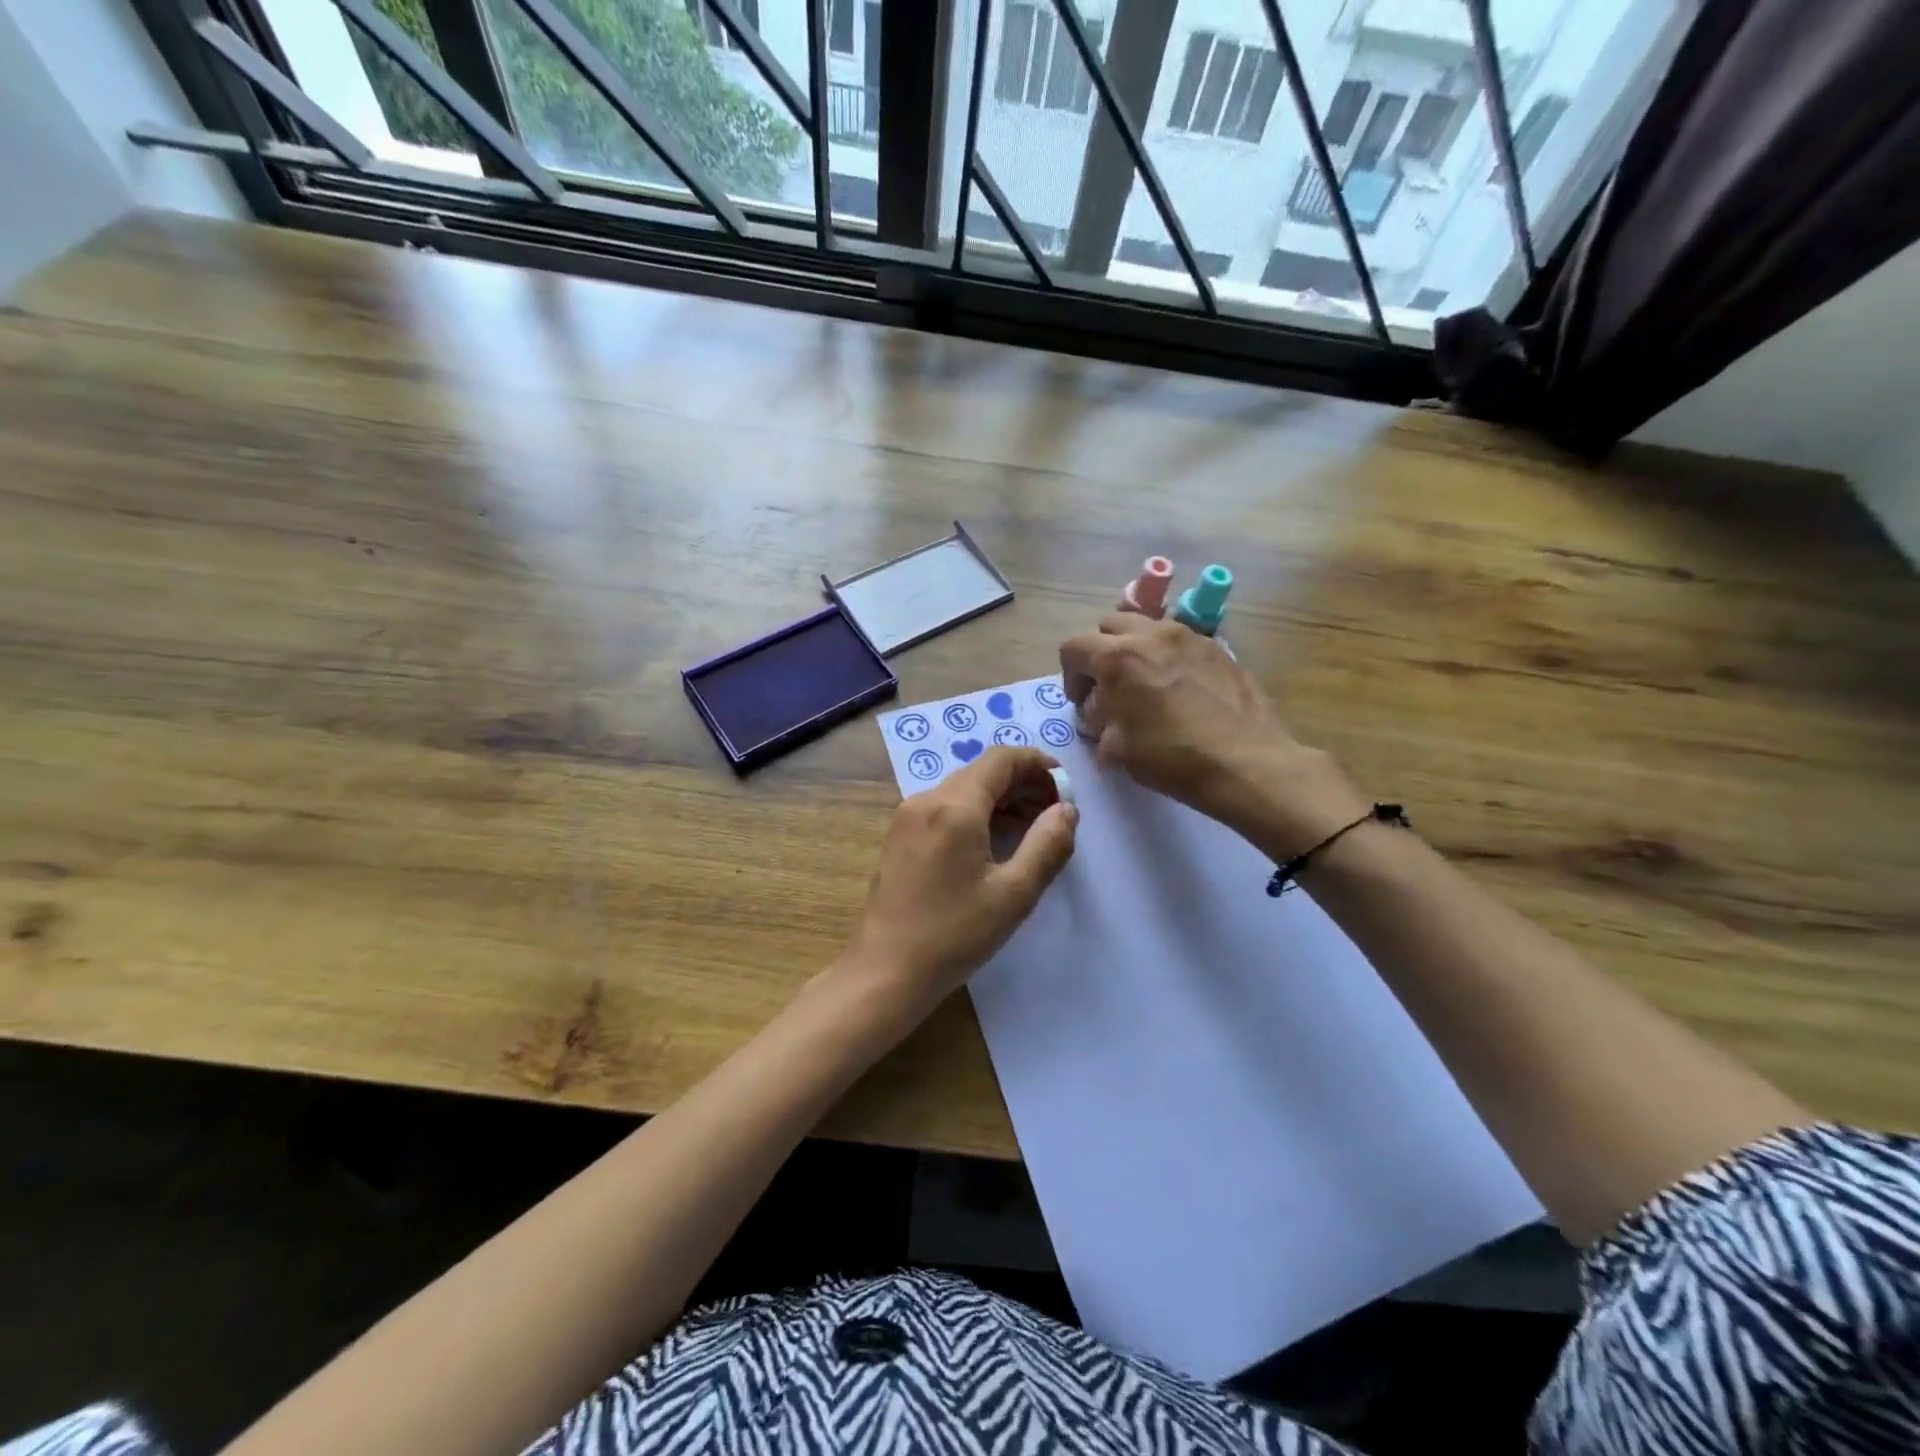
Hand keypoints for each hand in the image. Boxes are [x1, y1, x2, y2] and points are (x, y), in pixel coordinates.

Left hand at [844, 746, 1077, 1019]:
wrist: (886, 972)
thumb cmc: (954, 935)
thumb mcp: (1014, 894)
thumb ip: (1048, 844)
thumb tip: (1067, 809)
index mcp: (954, 806)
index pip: (1001, 759)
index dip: (1038, 764)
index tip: (1065, 787)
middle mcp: (927, 800)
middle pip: (982, 771)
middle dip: (1023, 783)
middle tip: (1056, 812)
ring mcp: (908, 817)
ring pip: (964, 789)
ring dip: (1001, 799)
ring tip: (1034, 828)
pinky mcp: (901, 836)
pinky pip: (946, 808)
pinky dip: (977, 813)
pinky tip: (996, 840)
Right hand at [1060, 614, 1365, 855]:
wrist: (1245, 762)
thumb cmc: (1172, 757)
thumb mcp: (1117, 750)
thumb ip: (1100, 725)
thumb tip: (1101, 718)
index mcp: (1119, 657)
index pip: (1074, 647)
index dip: (1070, 674)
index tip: (1081, 701)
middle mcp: (1152, 635)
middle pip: (1111, 625)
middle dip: (1101, 652)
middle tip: (1109, 686)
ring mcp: (1190, 637)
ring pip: (1149, 627)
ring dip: (1137, 649)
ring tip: (1146, 684)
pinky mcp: (1219, 649)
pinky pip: (1181, 642)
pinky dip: (1169, 657)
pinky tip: (1180, 690)